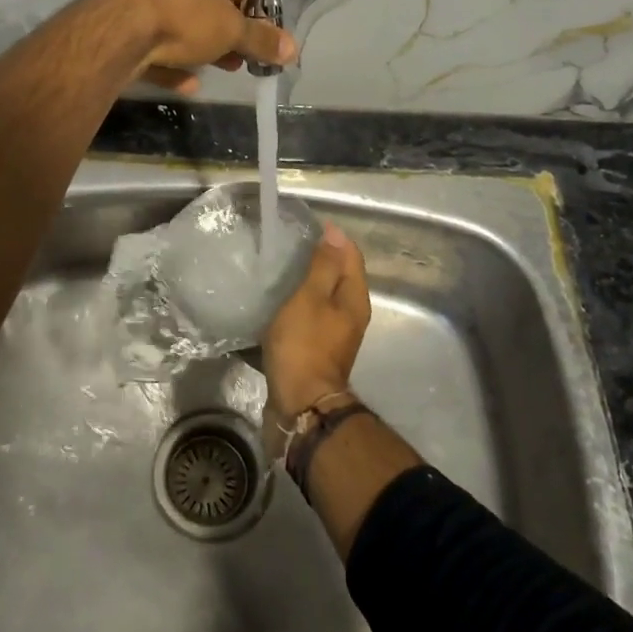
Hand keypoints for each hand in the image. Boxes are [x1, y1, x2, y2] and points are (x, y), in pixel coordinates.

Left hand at [106, 0, 295, 92]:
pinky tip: (190, 84)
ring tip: (228, 68)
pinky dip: (173, 64)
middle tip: (247, 54)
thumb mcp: (229, 27)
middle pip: (204, 2)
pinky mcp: (120, 32)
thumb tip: (293, 49)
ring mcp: (134, 1)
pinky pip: (155, 48)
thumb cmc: (180, 14)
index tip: (266, 29)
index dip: (252, 4)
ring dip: (204, 49)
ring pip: (179, 26)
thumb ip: (260, 38)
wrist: (116, 38)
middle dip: (228, 31)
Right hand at [262, 222, 371, 426]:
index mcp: (354, 299)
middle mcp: (351, 315)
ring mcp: (335, 334)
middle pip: (339, 275)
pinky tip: (278, 301)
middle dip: (320, 257)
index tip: (306, 226)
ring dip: (307, 282)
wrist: (299, 405)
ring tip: (280, 268)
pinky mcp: (317, 349)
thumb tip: (336, 235)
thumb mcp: (310, 299)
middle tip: (290, 244)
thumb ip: (323, 266)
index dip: (332, 237)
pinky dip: (298, 304)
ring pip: (324, 297)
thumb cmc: (304, 346)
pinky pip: (310, 316)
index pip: (351, 255)